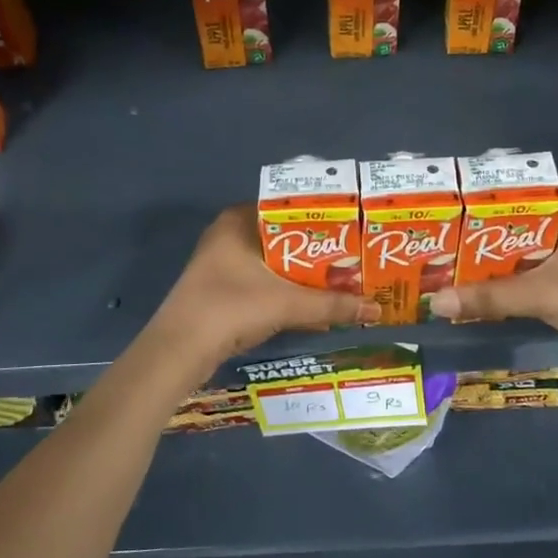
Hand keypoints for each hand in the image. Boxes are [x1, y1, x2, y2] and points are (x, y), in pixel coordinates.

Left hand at [155, 206, 378, 363]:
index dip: (323, 218)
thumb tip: (377, 307)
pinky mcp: (222, 291)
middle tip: (355, 257)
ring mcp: (222, 265)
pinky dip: (288, 292)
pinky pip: (264, 283)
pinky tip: (314, 306)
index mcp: (239, 221)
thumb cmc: (231, 308)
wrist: (180, 350)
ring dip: (304, 275)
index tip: (354, 228)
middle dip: (318, 252)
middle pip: (285, 238)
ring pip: (274, 263)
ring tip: (343, 281)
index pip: (289, 207)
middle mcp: (229, 236)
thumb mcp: (287, 304)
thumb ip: (332, 305)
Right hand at [428, 196, 557, 386]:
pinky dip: (512, 284)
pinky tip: (482, 291)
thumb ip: (487, 297)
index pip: (522, 196)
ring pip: (527, 255)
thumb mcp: (539, 294)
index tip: (451, 212)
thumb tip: (435, 302)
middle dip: (485, 238)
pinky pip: (535, 277)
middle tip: (443, 242)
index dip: (487, 204)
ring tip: (453, 265)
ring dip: (497, 263)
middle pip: (520, 228)